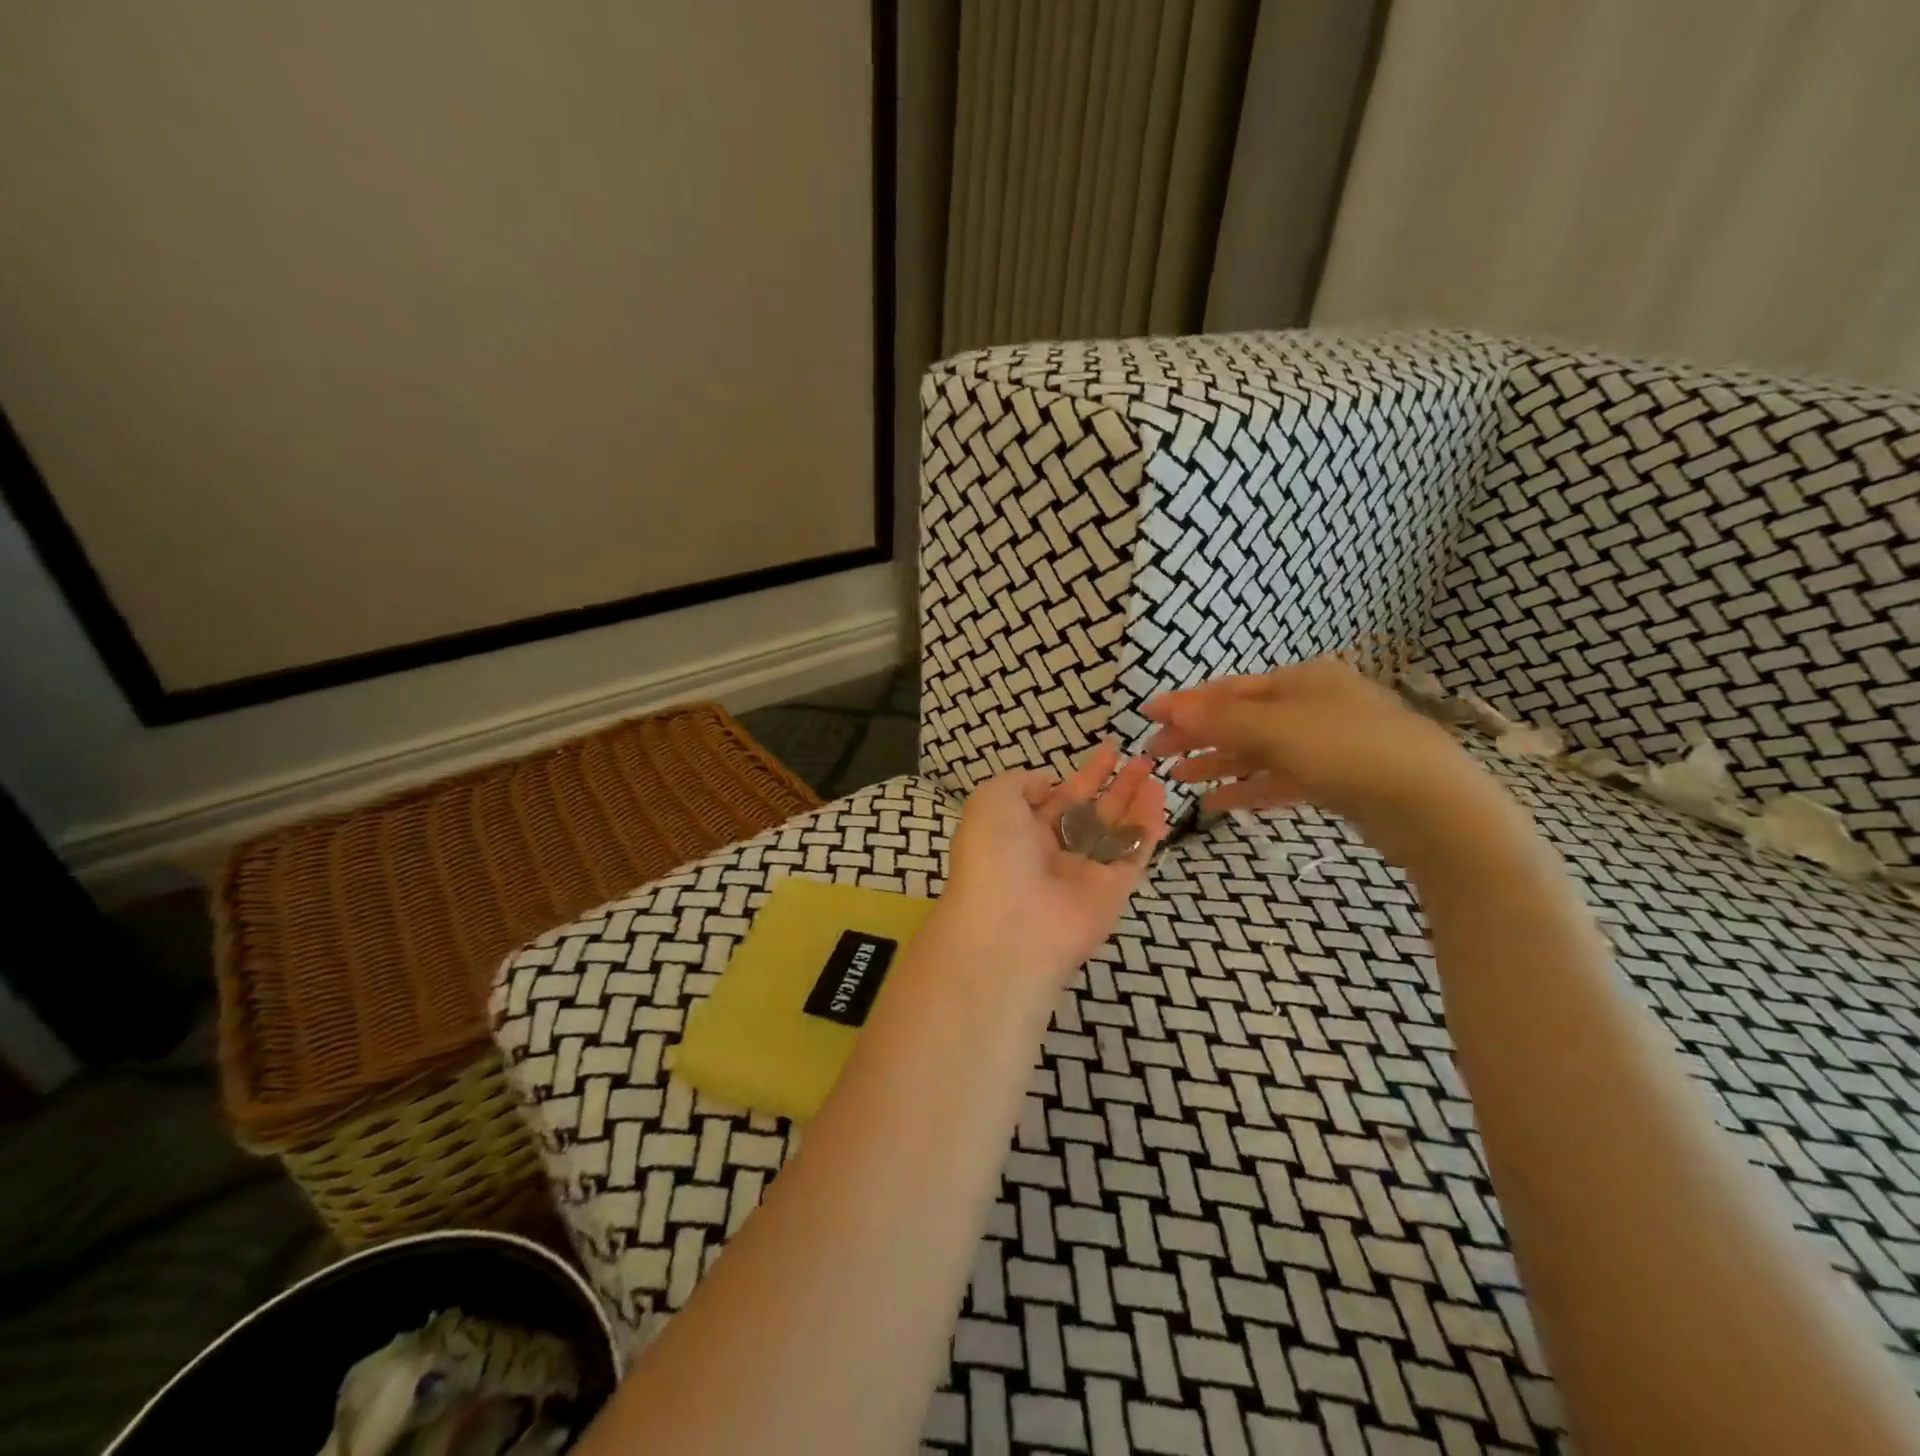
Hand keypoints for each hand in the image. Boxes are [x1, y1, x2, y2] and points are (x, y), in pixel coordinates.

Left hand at [940, 743, 1168, 981]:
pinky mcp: (1113, 892)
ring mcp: (1084, 874)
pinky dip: (1147, 825)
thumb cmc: (993, 855)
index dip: (1082, 775)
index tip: (1108, 750)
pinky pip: (1133, 852)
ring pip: (1115, 831)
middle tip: (1139, 758)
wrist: (1010, 926)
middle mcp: (1052, 853)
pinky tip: (1158, 795)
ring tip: (1152, 769)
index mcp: (1018, 833)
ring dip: (1134, 799)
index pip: (1057, 799)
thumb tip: (1049, 785)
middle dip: (1113, 784)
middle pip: (1090, 813)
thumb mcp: (991, 800)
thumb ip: (1020, 783)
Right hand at [1142, 657, 1524, 870]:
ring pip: (1258, 752)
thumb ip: (1220, 721)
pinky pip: (1280, 779)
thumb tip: (1169, 707)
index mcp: (1301, 680)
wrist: (1433, 806)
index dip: (1186, 704)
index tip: (1147, 717)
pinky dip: (1249, 788)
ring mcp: (1327, 744)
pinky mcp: (1336, 780)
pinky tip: (1218, 804)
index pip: (1229, 690)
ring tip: (1180, 780)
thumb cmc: (1350, 751)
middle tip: (1156, 755)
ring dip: (1218, 764)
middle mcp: (1313, 705)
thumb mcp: (1278, 730)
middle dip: (1198, 737)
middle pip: (1241, 720)